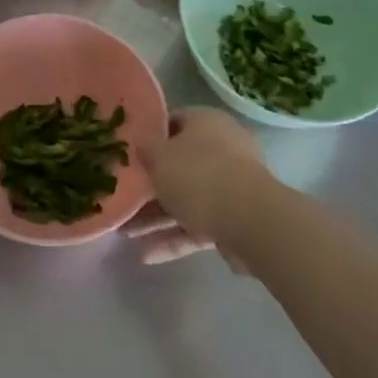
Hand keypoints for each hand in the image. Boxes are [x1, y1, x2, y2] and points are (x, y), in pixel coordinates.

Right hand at [127, 109, 269, 264]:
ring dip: (157, 217)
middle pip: (178, 165)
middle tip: (124, 198)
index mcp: (206, 123)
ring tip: (126, 235)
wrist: (252, 223)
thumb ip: (145, 150)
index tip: (128, 153)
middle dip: (150, 186)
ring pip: (187, 199)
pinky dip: (174, 238)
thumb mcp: (158, 157)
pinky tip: (147, 255)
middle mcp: (222, 150)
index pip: (172, 122)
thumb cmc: (199, 176)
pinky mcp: (235, 221)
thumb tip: (142, 145)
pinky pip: (198, 225)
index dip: (149, 137)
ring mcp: (231, 187)